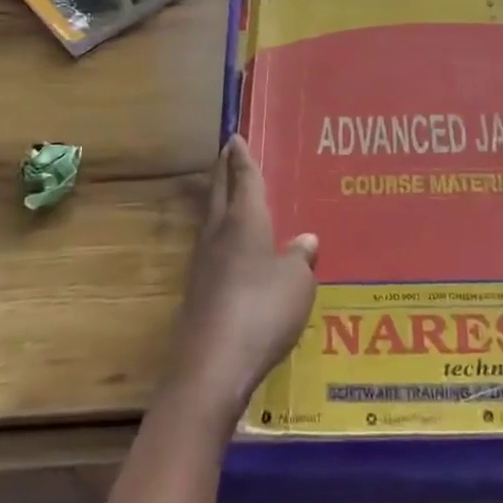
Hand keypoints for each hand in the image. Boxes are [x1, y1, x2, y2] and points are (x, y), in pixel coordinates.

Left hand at [166, 137, 318, 429]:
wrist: (212, 366)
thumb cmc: (262, 310)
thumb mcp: (297, 282)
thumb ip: (300, 258)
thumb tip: (305, 239)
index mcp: (245, 221)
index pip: (243, 179)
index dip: (241, 158)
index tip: (235, 137)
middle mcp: (219, 234)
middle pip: (218, 193)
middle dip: (223, 170)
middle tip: (226, 153)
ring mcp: (203, 264)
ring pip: (211, 219)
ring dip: (218, 200)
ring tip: (228, 194)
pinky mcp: (198, 292)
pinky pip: (211, 248)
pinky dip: (220, 235)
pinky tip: (230, 249)